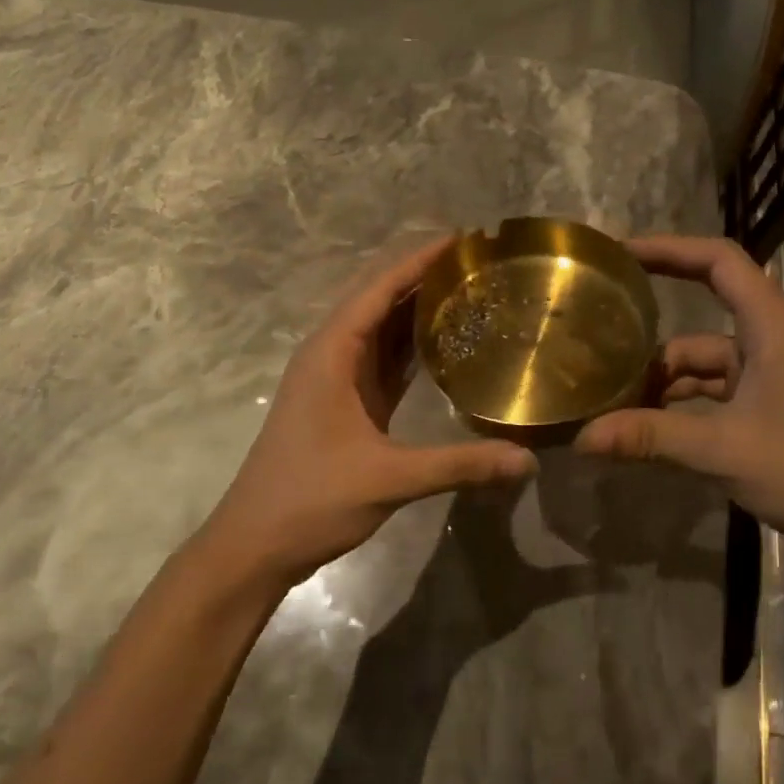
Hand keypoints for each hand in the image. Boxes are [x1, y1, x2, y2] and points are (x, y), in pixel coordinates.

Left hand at [204, 237, 536, 589]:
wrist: (255, 544)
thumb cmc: (311, 500)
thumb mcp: (389, 479)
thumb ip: (460, 465)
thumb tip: (528, 461)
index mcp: (332, 353)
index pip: (379, 288)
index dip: (419, 260)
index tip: (463, 239)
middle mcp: (332, 354)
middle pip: (381, 300)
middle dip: (425, 277)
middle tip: (481, 265)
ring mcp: (337, 379)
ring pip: (382, 329)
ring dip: (419, 309)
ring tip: (472, 292)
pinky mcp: (346, 403)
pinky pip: (384, 360)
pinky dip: (412, 346)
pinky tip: (446, 343)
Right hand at [575, 235, 783, 562]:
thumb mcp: (721, 449)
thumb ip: (650, 437)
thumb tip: (582, 438)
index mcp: (770, 325)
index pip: (717, 261)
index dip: (669, 248)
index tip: (620, 255)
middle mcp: (767, 337)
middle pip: (701, 311)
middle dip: (651, 326)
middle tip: (597, 329)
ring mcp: (766, 371)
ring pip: (699, 359)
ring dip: (660, 377)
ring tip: (608, 395)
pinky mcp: (763, 401)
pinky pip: (709, 388)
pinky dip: (677, 401)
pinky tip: (642, 424)